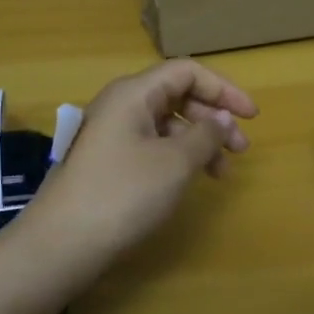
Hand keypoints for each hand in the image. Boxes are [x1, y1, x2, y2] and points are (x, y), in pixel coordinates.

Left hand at [24, 59, 258, 267]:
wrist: (61, 242)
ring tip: (221, 173)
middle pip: (176, 95)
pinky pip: (151, 144)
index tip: (252, 116)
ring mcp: (110, 132)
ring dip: (198, 141)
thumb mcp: (175, 163)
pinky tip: (189, 179)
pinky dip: (177, 156)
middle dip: (213, 117)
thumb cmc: (123, 193)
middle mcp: (120, 104)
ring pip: (165, 123)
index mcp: (134, 93)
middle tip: (240, 149)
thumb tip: (223, 117)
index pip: (186, 72)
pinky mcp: (107, 160)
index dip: (223, 88)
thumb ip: (206, 134)